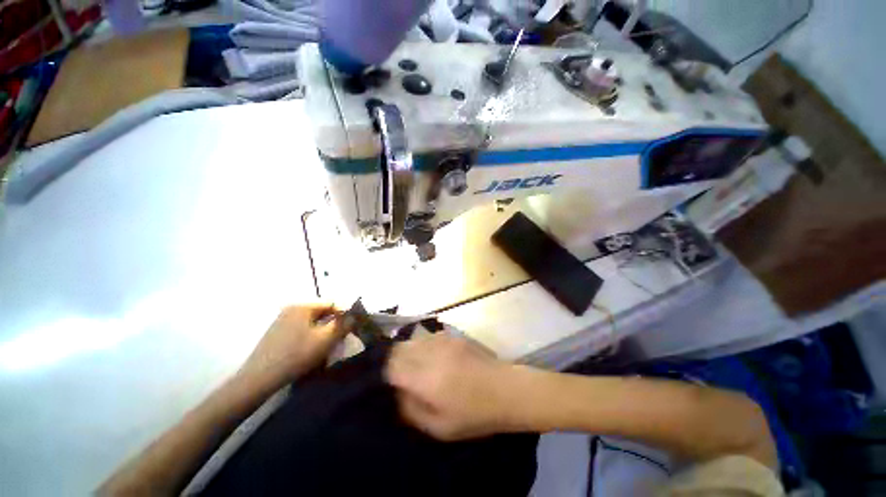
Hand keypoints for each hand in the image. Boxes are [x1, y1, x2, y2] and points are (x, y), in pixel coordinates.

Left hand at [239, 304, 343, 389]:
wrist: (259, 379)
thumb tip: (354, 316)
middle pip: (322, 313)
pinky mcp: (277, 334)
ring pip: (312, 323)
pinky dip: (311, 337)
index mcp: (303, 306)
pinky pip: (301, 330)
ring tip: (327, 347)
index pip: (332, 303)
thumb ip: (343, 325)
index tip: (352, 328)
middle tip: (340, 339)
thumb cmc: (296, 355)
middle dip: (333, 324)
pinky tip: (311, 351)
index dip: (344, 314)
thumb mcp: (326, 339)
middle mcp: (292, 309)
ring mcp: (282, 321)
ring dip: (323, 332)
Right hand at [385, 333, 520, 440]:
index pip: (392, 366)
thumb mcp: (439, 427)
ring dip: (408, 351)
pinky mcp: (453, 335)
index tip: (389, 383)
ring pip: (413, 339)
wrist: (506, 389)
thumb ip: (411, 410)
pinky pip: (428, 336)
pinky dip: (423, 345)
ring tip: (415, 366)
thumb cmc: (474, 415)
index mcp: (425, 378)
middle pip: (400, 348)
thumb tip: (397, 393)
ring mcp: (443, 341)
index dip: (386, 373)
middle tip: (399, 375)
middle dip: (394, 360)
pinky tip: (433, 357)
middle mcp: (431, 353)